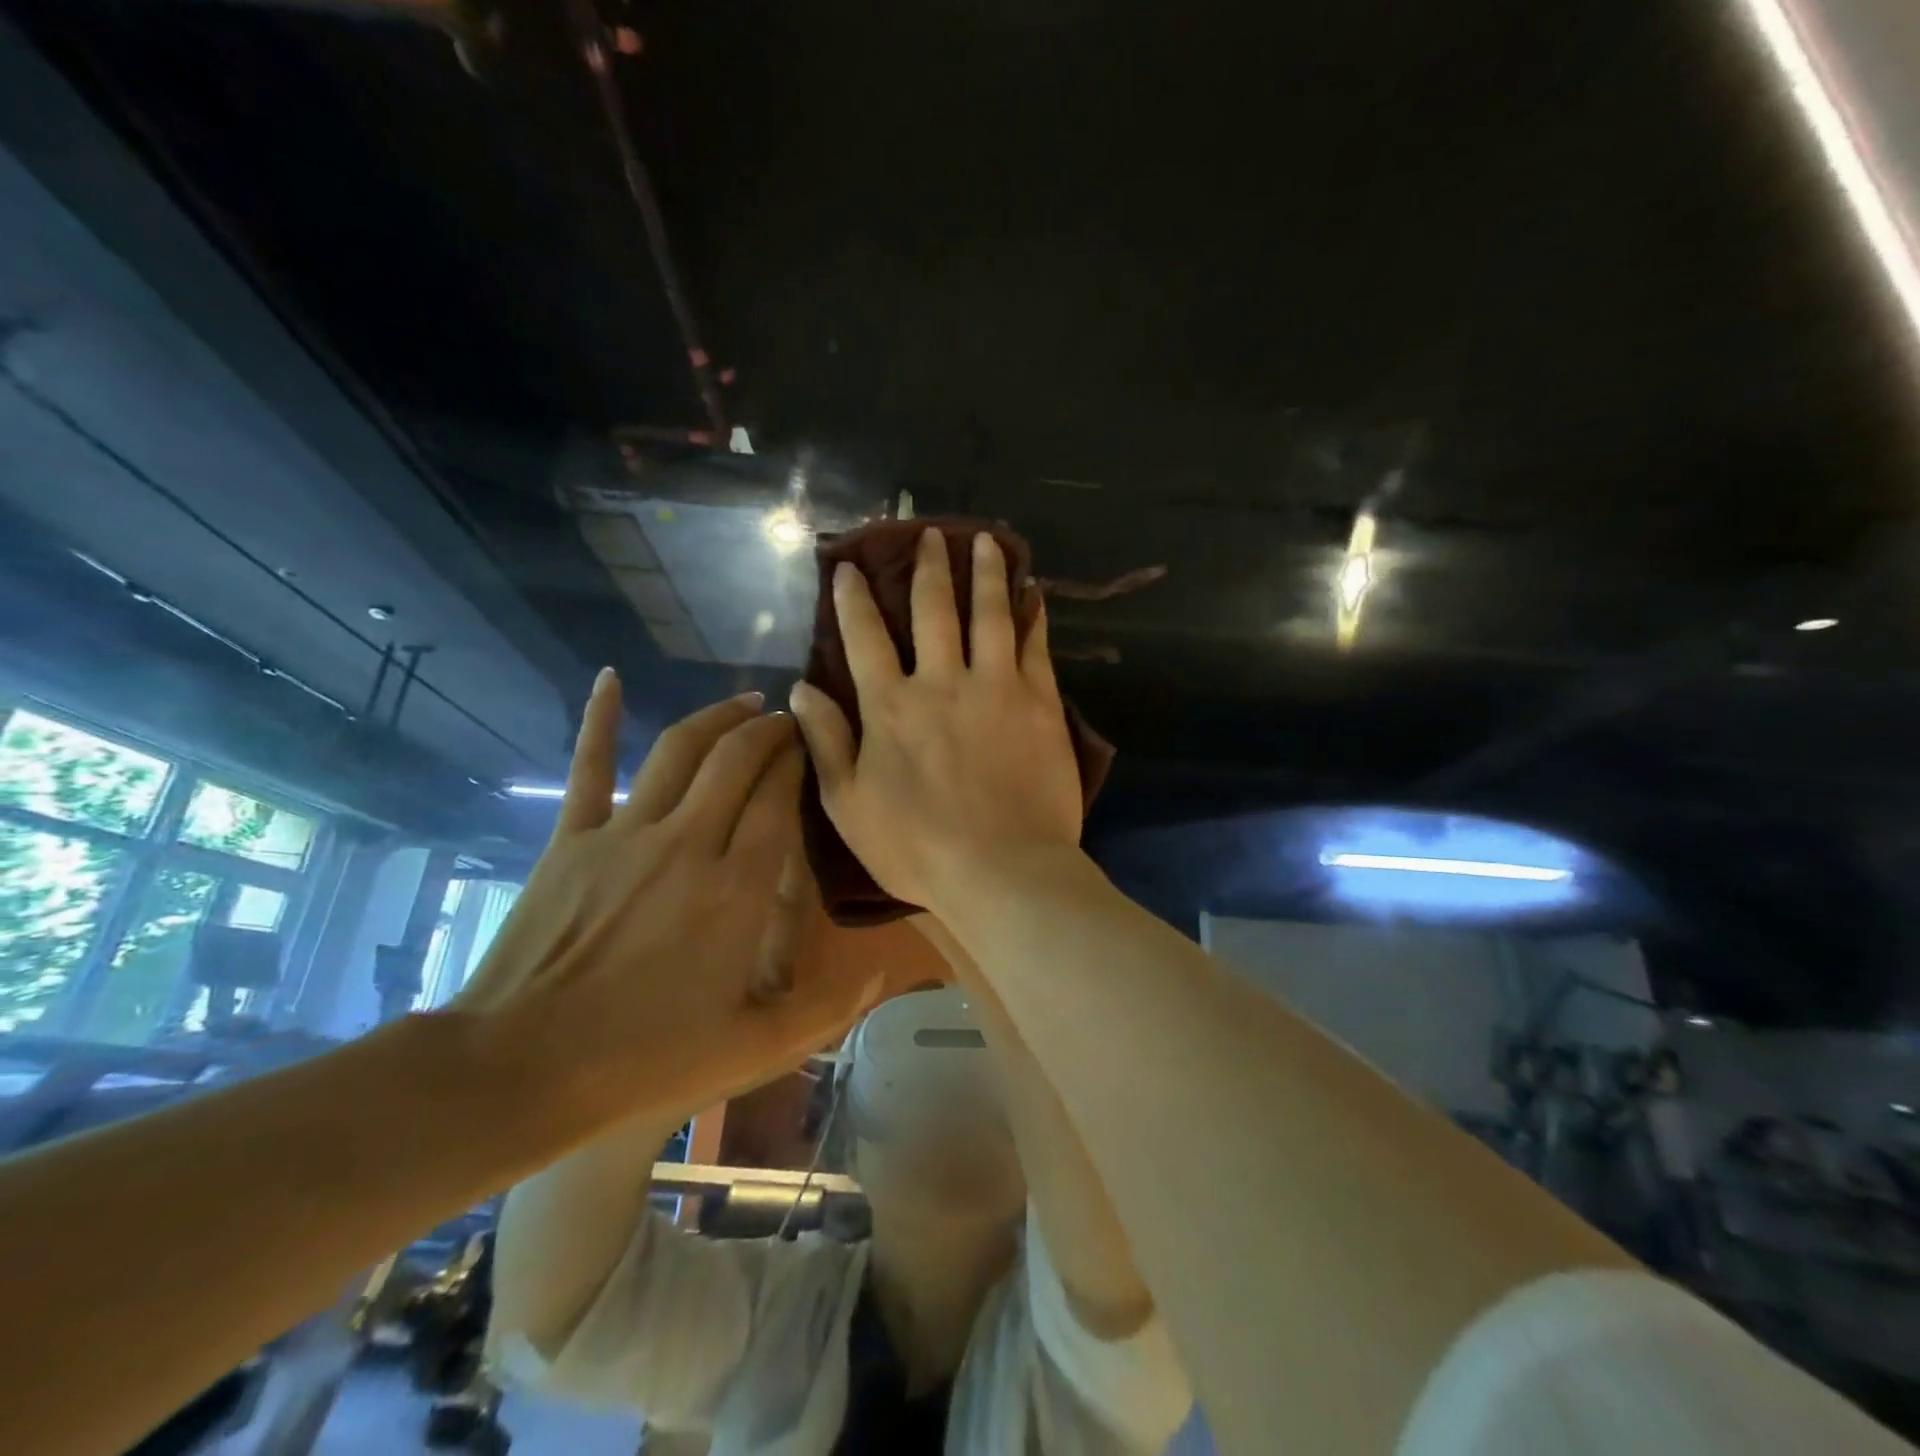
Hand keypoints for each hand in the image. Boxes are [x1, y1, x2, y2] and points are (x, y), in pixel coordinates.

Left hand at [456, 672, 883, 1122]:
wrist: (519, 1071)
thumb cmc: (645, 1061)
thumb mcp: (753, 1049)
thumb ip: (825, 1008)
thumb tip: (881, 973)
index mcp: (737, 890)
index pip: (779, 800)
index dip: (800, 764)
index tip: (816, 748)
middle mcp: (689, 844)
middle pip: (739, 761)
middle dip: (770, 731)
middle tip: (789, 721)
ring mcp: (625, 834)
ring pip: (682, 751)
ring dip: (718, 717)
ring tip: (746, 703)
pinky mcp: (573, 839)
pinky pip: (590, 766)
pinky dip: (600, 719)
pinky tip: (610, 679)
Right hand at [790, 527, 1082, 918]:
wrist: (1003, 871)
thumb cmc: (917, 848)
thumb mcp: (849, 804)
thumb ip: (827, 741)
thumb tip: (800, 688)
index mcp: (890, 706)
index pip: (864, 636)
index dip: (853, 598)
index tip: (847, 568)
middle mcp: (941, 681)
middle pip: (933, 609)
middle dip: (928, 566)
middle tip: (930, 533)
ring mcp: (996, 687)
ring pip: (989, 614)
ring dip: (986, 573)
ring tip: (987, 540)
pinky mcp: (1040, 702)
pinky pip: (1035, 646)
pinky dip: (1033, 615)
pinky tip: (1034, 593)